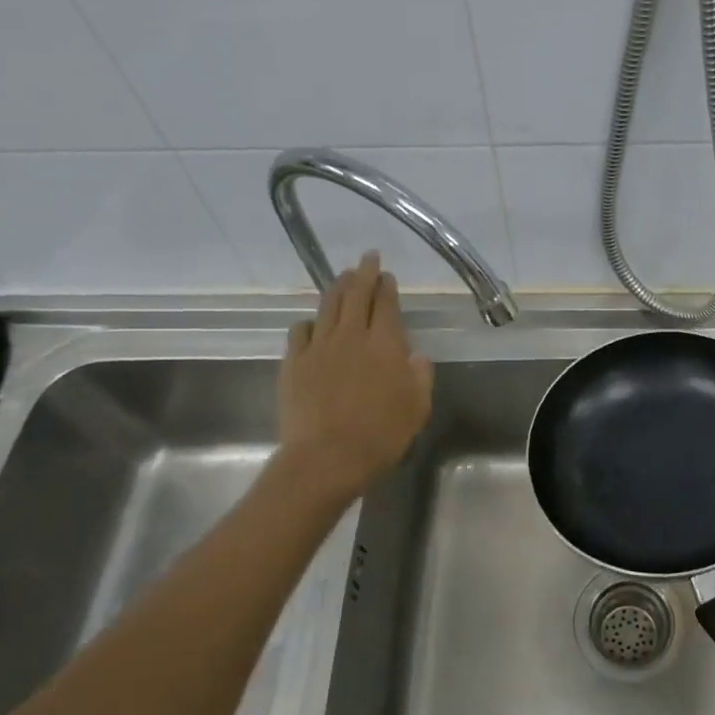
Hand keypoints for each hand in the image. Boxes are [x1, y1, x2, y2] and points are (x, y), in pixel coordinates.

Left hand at [278, 252, 433, 497]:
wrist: (327, 457)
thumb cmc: (381, 435)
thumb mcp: (417, 408)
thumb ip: (420, 377)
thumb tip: (417, 357)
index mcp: (386, 344)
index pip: (386, 304)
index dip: (386, 286)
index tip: (386, 274)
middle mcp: (352, 336)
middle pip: (356, 295)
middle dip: (363, 273)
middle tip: (367, 257)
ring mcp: (319, 347)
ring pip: (327, 306)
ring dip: (336, 288)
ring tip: (342, 276)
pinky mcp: (294, 363)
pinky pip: (300, 331)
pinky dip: (309, 322)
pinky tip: (312, 323)